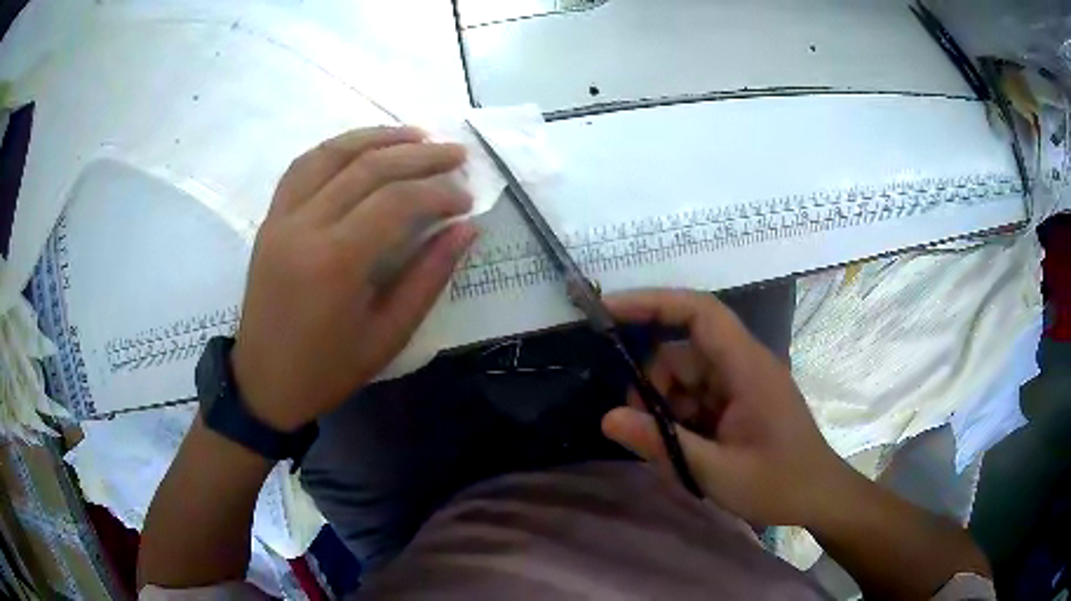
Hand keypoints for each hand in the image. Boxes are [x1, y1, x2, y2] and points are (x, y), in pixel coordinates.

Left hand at [231, 126, 476, 430]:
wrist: (264, 382)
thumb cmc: (328, 370)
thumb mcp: (389, 335)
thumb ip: (429, 277)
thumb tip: (466, 229)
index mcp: (335, 263)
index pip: (396, 201)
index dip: (438, 191)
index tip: (466, 198)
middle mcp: (304, 227)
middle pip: (368, 167)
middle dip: (419, 155)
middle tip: (456, 154)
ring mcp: (281, 218)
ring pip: (332, 154)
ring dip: (378, 137)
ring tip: (416, 135)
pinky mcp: (269, 219)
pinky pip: (302, 166)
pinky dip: (336, 148)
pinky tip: (361, 147)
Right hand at [601, 289, 852, 526]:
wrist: (819, 496)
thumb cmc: (778, 484)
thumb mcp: (716, 471)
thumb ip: (661, 443)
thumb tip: (607, 418)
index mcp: (746, 368)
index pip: (698, 313)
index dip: (653, 303)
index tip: (609, 311)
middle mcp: (744, 365)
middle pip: (682, 353)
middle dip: (654, 388)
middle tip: (643, 431)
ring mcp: (742, 383)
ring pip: (686, 378)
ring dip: (668, 410)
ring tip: (674, 452)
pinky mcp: (740, 401)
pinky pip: (698, 397)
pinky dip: (682, 419)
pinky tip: (689, 451)